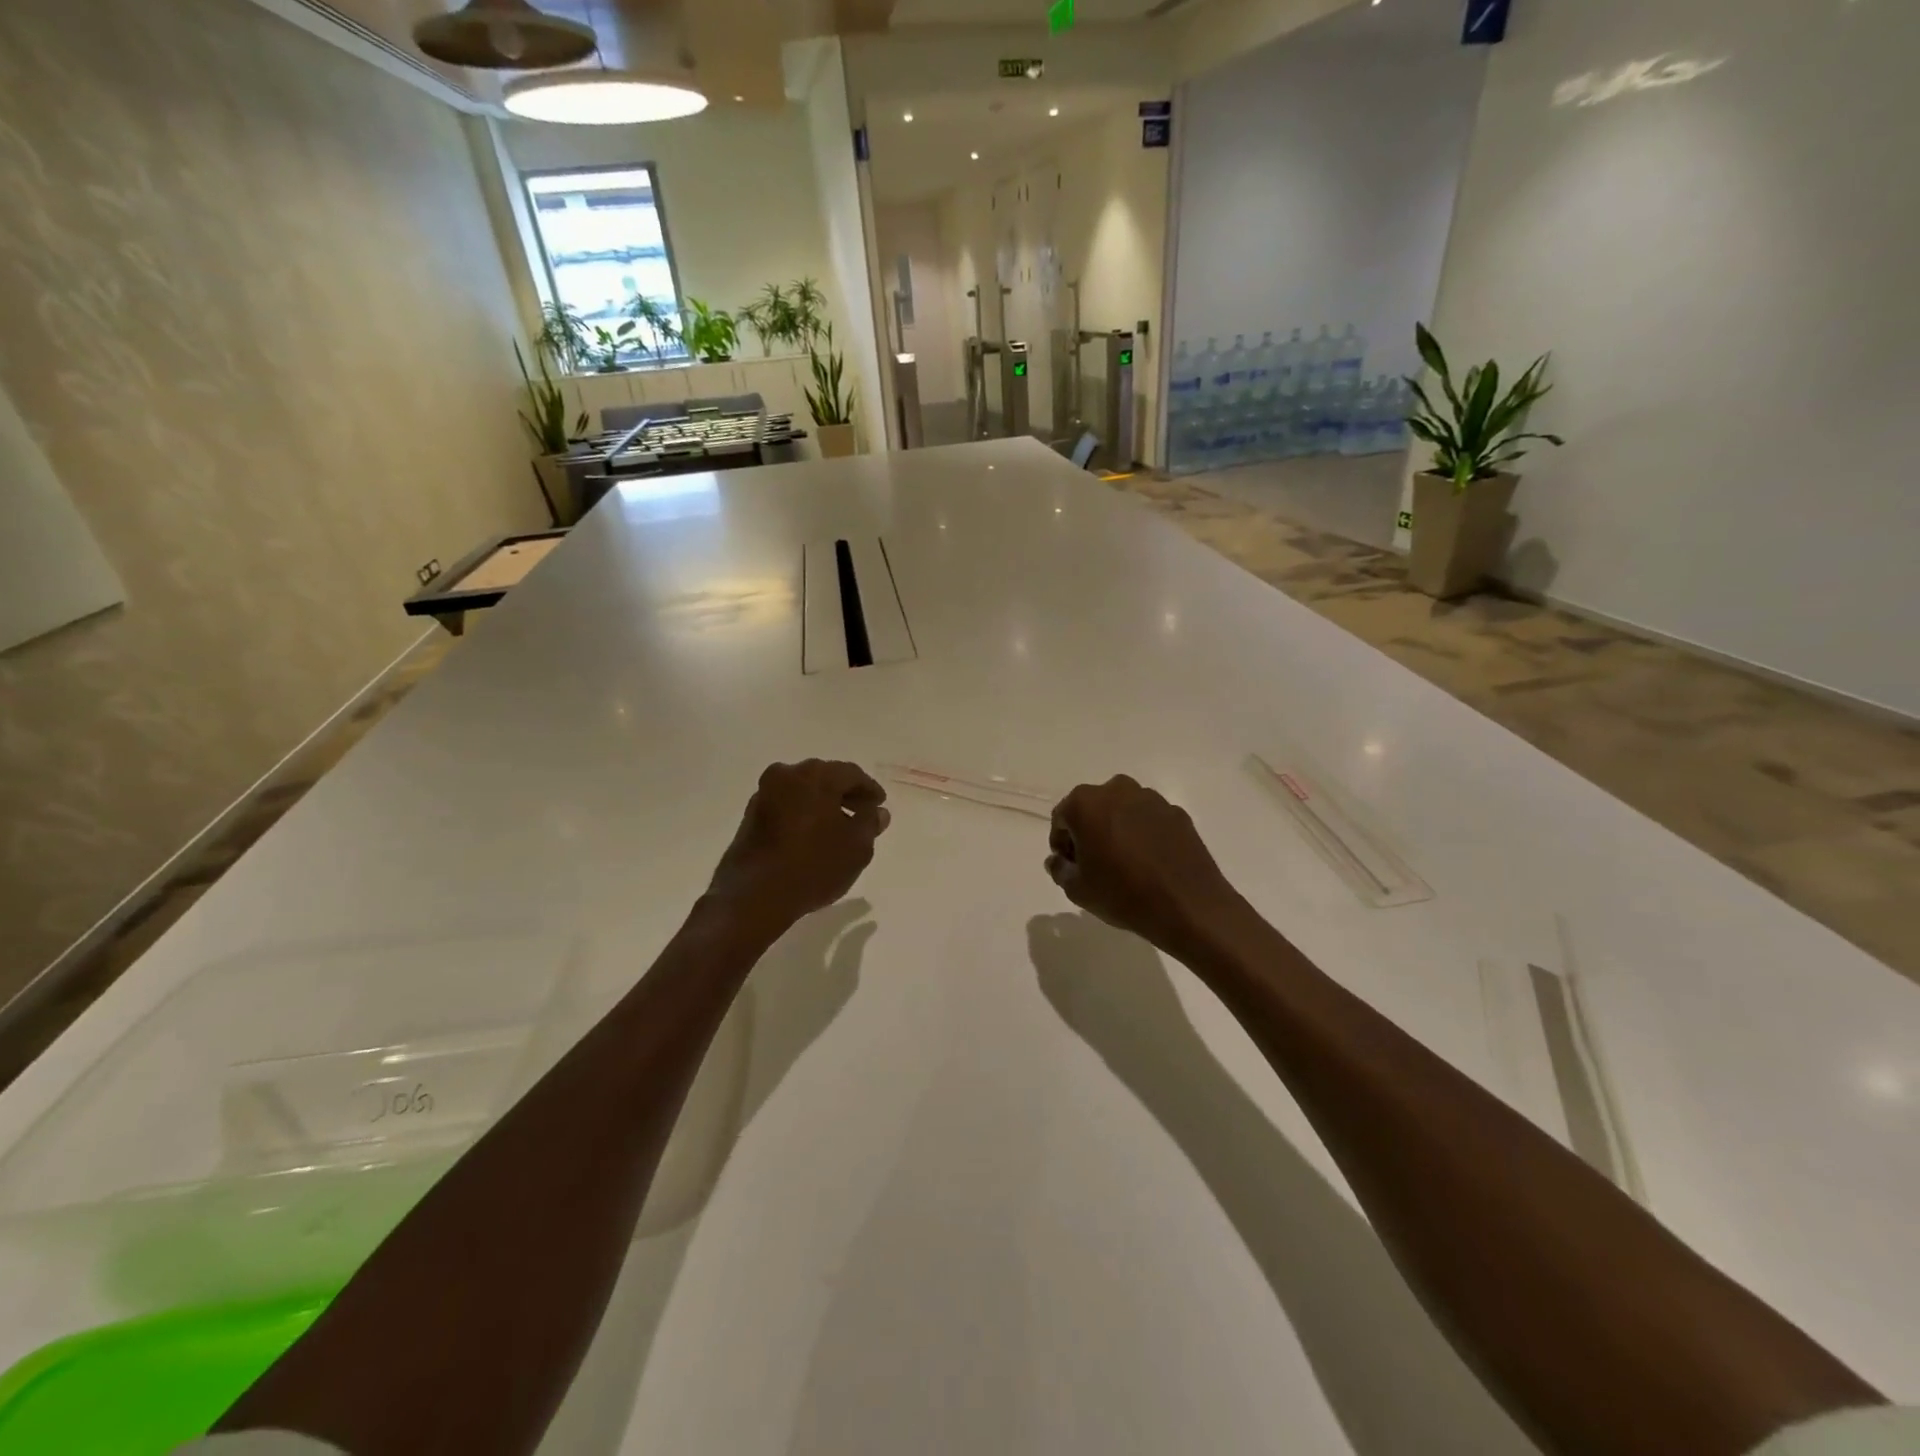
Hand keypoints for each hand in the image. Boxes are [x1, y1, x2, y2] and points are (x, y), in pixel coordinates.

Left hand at [708, 760, 889, 928]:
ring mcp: (764, 794)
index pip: (851, 774)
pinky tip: (813, 837)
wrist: (754, 896)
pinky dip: (803, 815)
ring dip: (823, 806)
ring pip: (803, 792)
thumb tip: (877, 811)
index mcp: (815, 775)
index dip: (869, 790)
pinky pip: (787, 807)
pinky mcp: (751, 816)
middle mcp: (787, 774)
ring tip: (839, 830)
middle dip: (845, 795)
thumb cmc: (813, 865)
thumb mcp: (857, 847)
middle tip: (862, 814)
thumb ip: (870, 823)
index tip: (880, 806)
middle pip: (825, 779)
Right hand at [1045, 776, 1242, 954]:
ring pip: (1123, 811)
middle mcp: (1118, 790)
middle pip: (1092, 808)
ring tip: (1124, 863)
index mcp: (1086, 803)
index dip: (1062, 843)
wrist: (1189, 907)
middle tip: (1094, 864)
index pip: (1062, 818)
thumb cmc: (1123, 895)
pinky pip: (1149, 820)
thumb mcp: (1077, 890)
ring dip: (1117, 829)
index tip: (1070, 866)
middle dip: (1088, 831)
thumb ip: (1059, 869)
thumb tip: (1059, 860)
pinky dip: (1144, 834)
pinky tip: (1150, 863)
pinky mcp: (1177, 813)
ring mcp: (1152, 799)